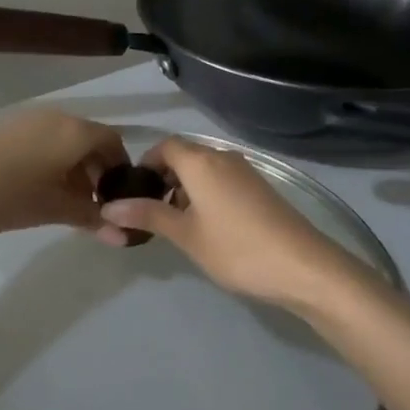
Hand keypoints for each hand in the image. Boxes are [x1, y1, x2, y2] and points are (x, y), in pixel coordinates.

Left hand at [0, 109, 129, 237]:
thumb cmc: (5, 194)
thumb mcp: (53, 209)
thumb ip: (90, 218)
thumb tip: (123, 235)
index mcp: (76, 131)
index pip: (114, 143)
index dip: (121, 171)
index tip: (118, 201)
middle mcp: (59, 118)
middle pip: (91, 141)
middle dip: (97, 173)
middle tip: (94, 208)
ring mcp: (32, 121)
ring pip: (67, 142)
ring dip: (75, 170)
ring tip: (67, 205)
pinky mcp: (9, 129)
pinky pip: (46, 142)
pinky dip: (54, 163)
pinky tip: (40, 191)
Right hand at [98, 137, 363, 308]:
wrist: (299, 264)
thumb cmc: (235, 248)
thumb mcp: (186, 234)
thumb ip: (148, 215)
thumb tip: (109, 206)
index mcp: (201, 161)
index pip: (165, 145)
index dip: (145, 163)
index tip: (132, 193)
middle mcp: (223, 156)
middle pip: (185, 155)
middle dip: (163, 178)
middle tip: (149, 213)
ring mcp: (244, 170)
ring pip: (204, 168)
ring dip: (185, 187)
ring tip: (175, 224)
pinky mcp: (258, 186)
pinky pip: (221, 178)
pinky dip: (206, 192)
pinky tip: (206, 225)